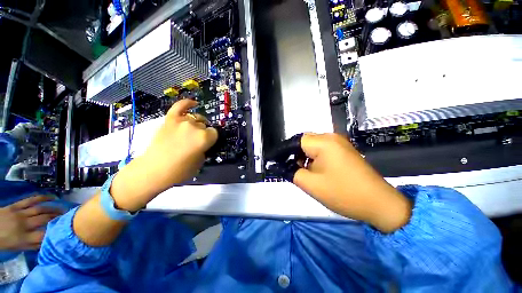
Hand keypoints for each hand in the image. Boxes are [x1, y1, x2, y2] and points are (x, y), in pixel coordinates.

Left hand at [0, 196, 62, 249]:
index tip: (67, 230)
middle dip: (58, 217)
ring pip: (40, 209)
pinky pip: (31, 199)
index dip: (57, 231)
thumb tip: (48, 242)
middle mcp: (24, 225)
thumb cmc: (3, 242)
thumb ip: (32, 245)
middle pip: (44, 219)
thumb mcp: (17, 248)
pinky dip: (43, 197)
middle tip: (69, 217)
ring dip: (54, 208)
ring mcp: (20, 213)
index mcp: (24, 238)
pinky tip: (52, 196)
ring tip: (63, 209)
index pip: (44, 235)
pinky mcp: (16, 206)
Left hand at [110, 99, 217, 211]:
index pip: (214, 132)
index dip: (211, 139)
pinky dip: (187, 103)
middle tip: (196, 141)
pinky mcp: (169, 119)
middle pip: (204, 125)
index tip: (207, 144)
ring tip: (191, 131)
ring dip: (196, 124)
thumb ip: (205, 148)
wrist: (154, 169)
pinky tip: (193, 103)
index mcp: (204, 137)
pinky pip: (179, 106)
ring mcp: (181, 121)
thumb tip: (203, 142)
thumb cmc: (180, 170)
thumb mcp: (201, 161)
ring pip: (195, 118)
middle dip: (203, 132)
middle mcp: (194, 126)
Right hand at [293, 133, 411, 232]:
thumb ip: (292, 172)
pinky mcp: (344, 151)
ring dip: (305, 157)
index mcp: (323, 143)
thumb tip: (283, 166)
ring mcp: (340, 143)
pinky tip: (315, 170)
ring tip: (303, 171)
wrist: (379, 203)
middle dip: (295, 154)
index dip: (284, 151)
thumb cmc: (343, 193)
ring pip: (313, 146)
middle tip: (290, 168)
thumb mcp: (311, 184)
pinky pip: (323, 150)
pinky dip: (314, 158)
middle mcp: (331, 138)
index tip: (276, 160)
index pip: (296, 141)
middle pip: (305, 142)